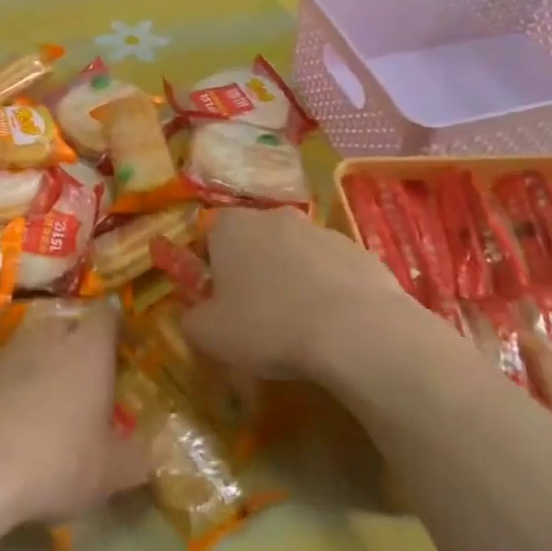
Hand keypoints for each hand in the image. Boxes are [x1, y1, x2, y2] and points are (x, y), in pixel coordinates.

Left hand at [0, 301, 151, 531]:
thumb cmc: (55, 462)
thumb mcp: (112, 473)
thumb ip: (137, 457)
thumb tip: (150, 451)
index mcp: (86, 351)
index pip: (105, 315)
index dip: (113, 324)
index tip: (118, 341)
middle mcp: (43, 339)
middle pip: (62, 326)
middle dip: (72, 344)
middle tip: (80, 378)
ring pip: (22, 349)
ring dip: (32, 367)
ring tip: (35, 405)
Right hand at [182, 207, 461, 398]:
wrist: (356, 331)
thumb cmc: (267, 325)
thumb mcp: (208, 334)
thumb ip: (191, 319)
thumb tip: (195, 315)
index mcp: (231, 226)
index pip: (208, 239)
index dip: (210, 272)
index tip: (217, 304)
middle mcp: (274, 216)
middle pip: (254, 244)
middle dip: (252, 273)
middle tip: (254, 316)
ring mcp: (322, 231)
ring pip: (295, 256)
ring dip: (291, 281)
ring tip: (297, 327)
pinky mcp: (360, 252)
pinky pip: (332, 272)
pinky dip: (328, 292)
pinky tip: (331, 327)